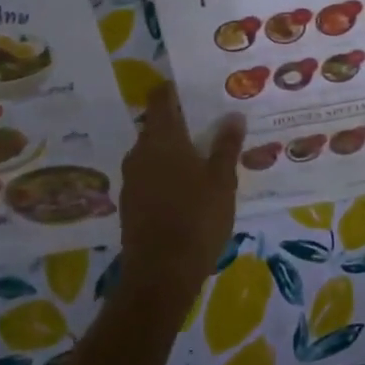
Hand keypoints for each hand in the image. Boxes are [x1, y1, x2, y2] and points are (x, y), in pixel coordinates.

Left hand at [118, 84, 244, 306]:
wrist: (160, 275)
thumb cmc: (196, 219)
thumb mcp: (222, 180)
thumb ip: (226, 145)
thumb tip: (233, 115)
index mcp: (161, 138)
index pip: (161, 98)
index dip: (176, 90)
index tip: (196, 89)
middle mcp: (140, 152)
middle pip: (157, 125)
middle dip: (181, 122)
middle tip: (211, 125)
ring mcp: (132, 179)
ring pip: (153, 152)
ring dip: (174, 150)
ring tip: (204, 157)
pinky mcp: (130, 203)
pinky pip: (150, 175)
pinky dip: (166, 173)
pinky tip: (188, 188)